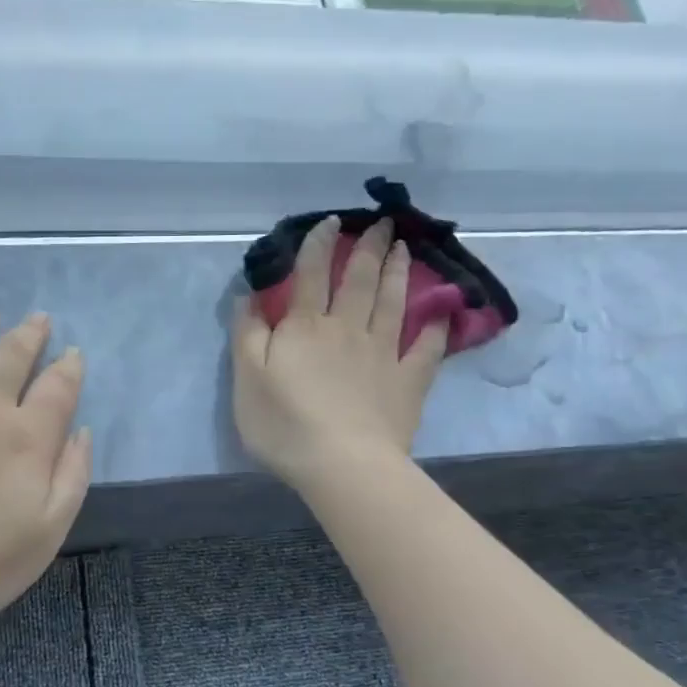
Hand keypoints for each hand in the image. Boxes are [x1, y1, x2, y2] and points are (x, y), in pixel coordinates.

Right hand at [232, 217, 448, 490]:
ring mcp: (383, 354)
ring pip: (392, 303)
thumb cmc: (285, 424)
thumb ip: (248, 333)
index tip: (330, 222)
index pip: (311, 275)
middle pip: (359, 280)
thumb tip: (250, 295)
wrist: (343, 464)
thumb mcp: (247, 378)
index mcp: (306, 327)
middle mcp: (347, 329)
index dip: (318, 245)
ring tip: (404, 248)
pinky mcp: (407, 381)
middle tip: (382, 223)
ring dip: (398, 273)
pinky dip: (434, 327)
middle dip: (369, 248)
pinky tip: (440, 312)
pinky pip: (425, 348)